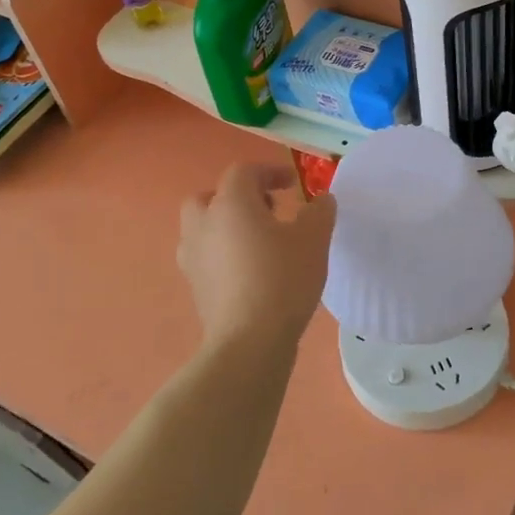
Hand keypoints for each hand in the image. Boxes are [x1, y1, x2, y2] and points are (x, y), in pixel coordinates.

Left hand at [179, 163, 335, 354]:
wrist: (249, 341)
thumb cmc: (282, 279)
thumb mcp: (314, 239)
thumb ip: (319, 212)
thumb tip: (321, 200)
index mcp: (230, 204)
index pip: (243, 172)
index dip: (269, 172)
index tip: (294, 185)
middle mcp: (203, 224)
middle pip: (211, 197)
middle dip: (238, 198)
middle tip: (267, 211)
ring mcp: (193, 257)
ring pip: (204, 228)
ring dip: (227, 226)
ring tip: (260, 243)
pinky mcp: (195, 287)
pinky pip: (207, 257)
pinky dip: (224, 255)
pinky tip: (251, 272)